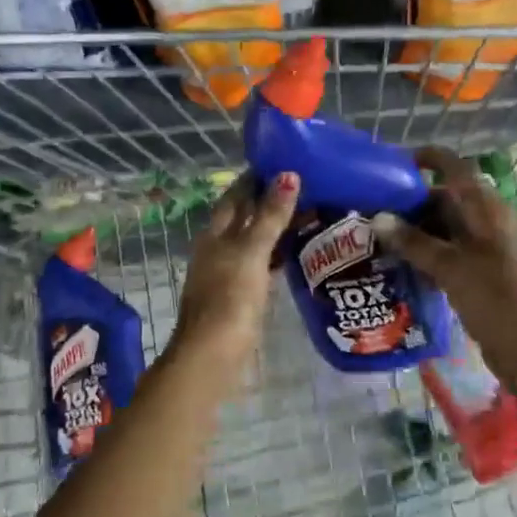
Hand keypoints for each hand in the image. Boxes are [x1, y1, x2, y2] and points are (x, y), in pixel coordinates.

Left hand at [168, 171, 299, 366]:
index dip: (255, 178)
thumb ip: (270, 216)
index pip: (235, 195)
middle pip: (243, 217)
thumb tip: (288, 175)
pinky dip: (274, 254)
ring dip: (273, 227)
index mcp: (215, 234)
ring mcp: (226, 273)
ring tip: (305, 214)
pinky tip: (293, 255)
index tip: (283, 162)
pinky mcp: (237, 296)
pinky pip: (258, 264)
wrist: (211, 355)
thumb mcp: (252, 252)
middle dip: (267, 201)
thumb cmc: (230, 298)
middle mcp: (217, 248)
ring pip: (252, 241)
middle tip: (303, 186)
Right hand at [373, 147, 516, 390]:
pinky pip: (451, 254)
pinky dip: (428, 255)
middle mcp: (489, 222)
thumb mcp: (450, 267)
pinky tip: (402, 268)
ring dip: (417, 232)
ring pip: (447, 229)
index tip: (394, 164)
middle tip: (374, 212)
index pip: (456, 168)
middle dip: (412, 203)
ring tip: (380, 241)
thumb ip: (413, 242)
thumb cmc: (496, 299)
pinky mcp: (485, 275)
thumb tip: (378, 218)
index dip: (428, 159)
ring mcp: (489, 250)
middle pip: (448, 199)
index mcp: (488, 208)